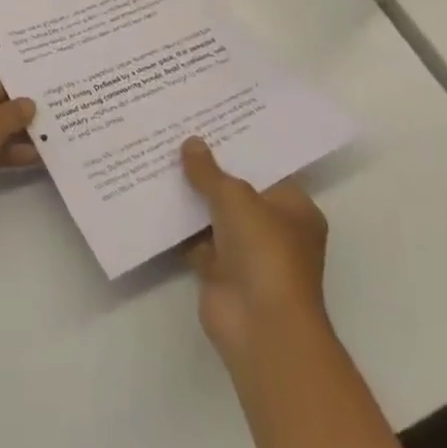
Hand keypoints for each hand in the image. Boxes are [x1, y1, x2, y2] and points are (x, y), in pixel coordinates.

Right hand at [182, 137, 328, 370]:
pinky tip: (152, 197)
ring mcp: (245, 252)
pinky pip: (194, 239)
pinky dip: (177, 225)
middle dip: (209, 170)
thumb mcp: (236, 197)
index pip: (266, 170)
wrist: (259, 323)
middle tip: (178, 135)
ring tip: (159, 158)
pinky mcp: (218, 271)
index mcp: (294, 209)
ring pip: (213, 216)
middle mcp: (274, 229)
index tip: (210, 124)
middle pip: (237, 191)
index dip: (239, 148)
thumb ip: (210, 171)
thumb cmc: (264, 251)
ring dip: (191, 196)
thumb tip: (190, 143)